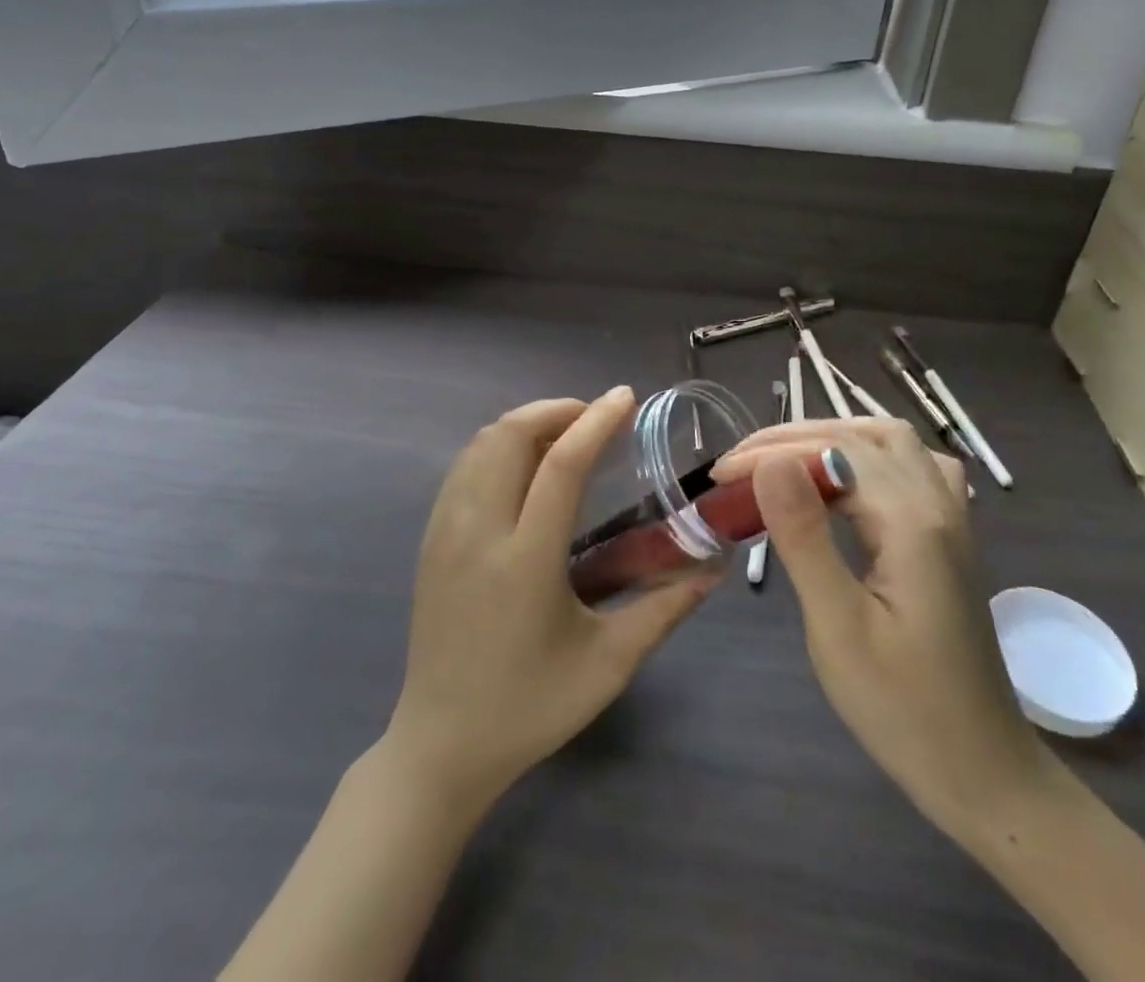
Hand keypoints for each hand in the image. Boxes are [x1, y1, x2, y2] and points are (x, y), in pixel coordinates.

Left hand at [386, 389, 719, 810]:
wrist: (440, 747)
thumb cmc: (530, 708)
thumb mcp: (609, 664)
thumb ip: (665, 610)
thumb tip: (713, 570)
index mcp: (525, 561)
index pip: (560, 465)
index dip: (596, 422)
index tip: (625, 397)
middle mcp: (478, 533)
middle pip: (509, 436)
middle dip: (556, 410)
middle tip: (597, 418)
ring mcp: (446, 534)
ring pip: (480, 445)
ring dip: (525, 424)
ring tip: (566, 435)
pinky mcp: (431, 541)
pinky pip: (463, 468)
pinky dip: (497, 446)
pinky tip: (525, 467)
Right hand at [711, 418, 1048, 831]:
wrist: (984, 773)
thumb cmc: (902, 709)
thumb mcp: (838, 626)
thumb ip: (804, 536)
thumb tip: (770, 461)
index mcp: (913, 522)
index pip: (835, 452)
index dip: (772, 452)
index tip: (721, 474)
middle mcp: (938, 504)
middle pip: (865, 435)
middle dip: (797, 437)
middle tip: (744, 463)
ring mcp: (952, 519)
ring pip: (894, 443)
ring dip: (836, 438)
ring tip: (786, 461)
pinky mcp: (951, 538)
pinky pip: (914, 468)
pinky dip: (871, 456)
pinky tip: (849, 482)